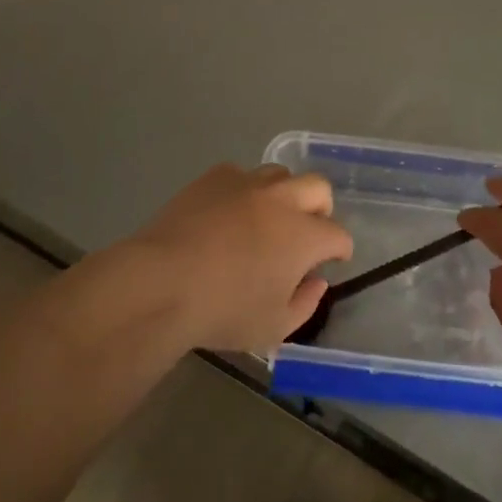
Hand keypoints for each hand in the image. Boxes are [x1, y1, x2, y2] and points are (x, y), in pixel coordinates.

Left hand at [117, 163, 352, 353]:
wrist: (161, 284)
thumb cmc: (223, 311)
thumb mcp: (274, 327)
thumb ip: (305, 303)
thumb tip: (316, 281)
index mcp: (305, 236)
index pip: (338, 235)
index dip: (340, 249)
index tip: (333, 260)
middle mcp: (282, 200)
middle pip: (318, 188)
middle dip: (321, 209)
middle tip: (308, 230)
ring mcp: (246, 184)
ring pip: (280, 174)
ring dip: (284, 193)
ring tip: (268, 216)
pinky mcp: (213, 178)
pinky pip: (240, 174)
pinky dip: (243, 190)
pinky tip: (229, 211)